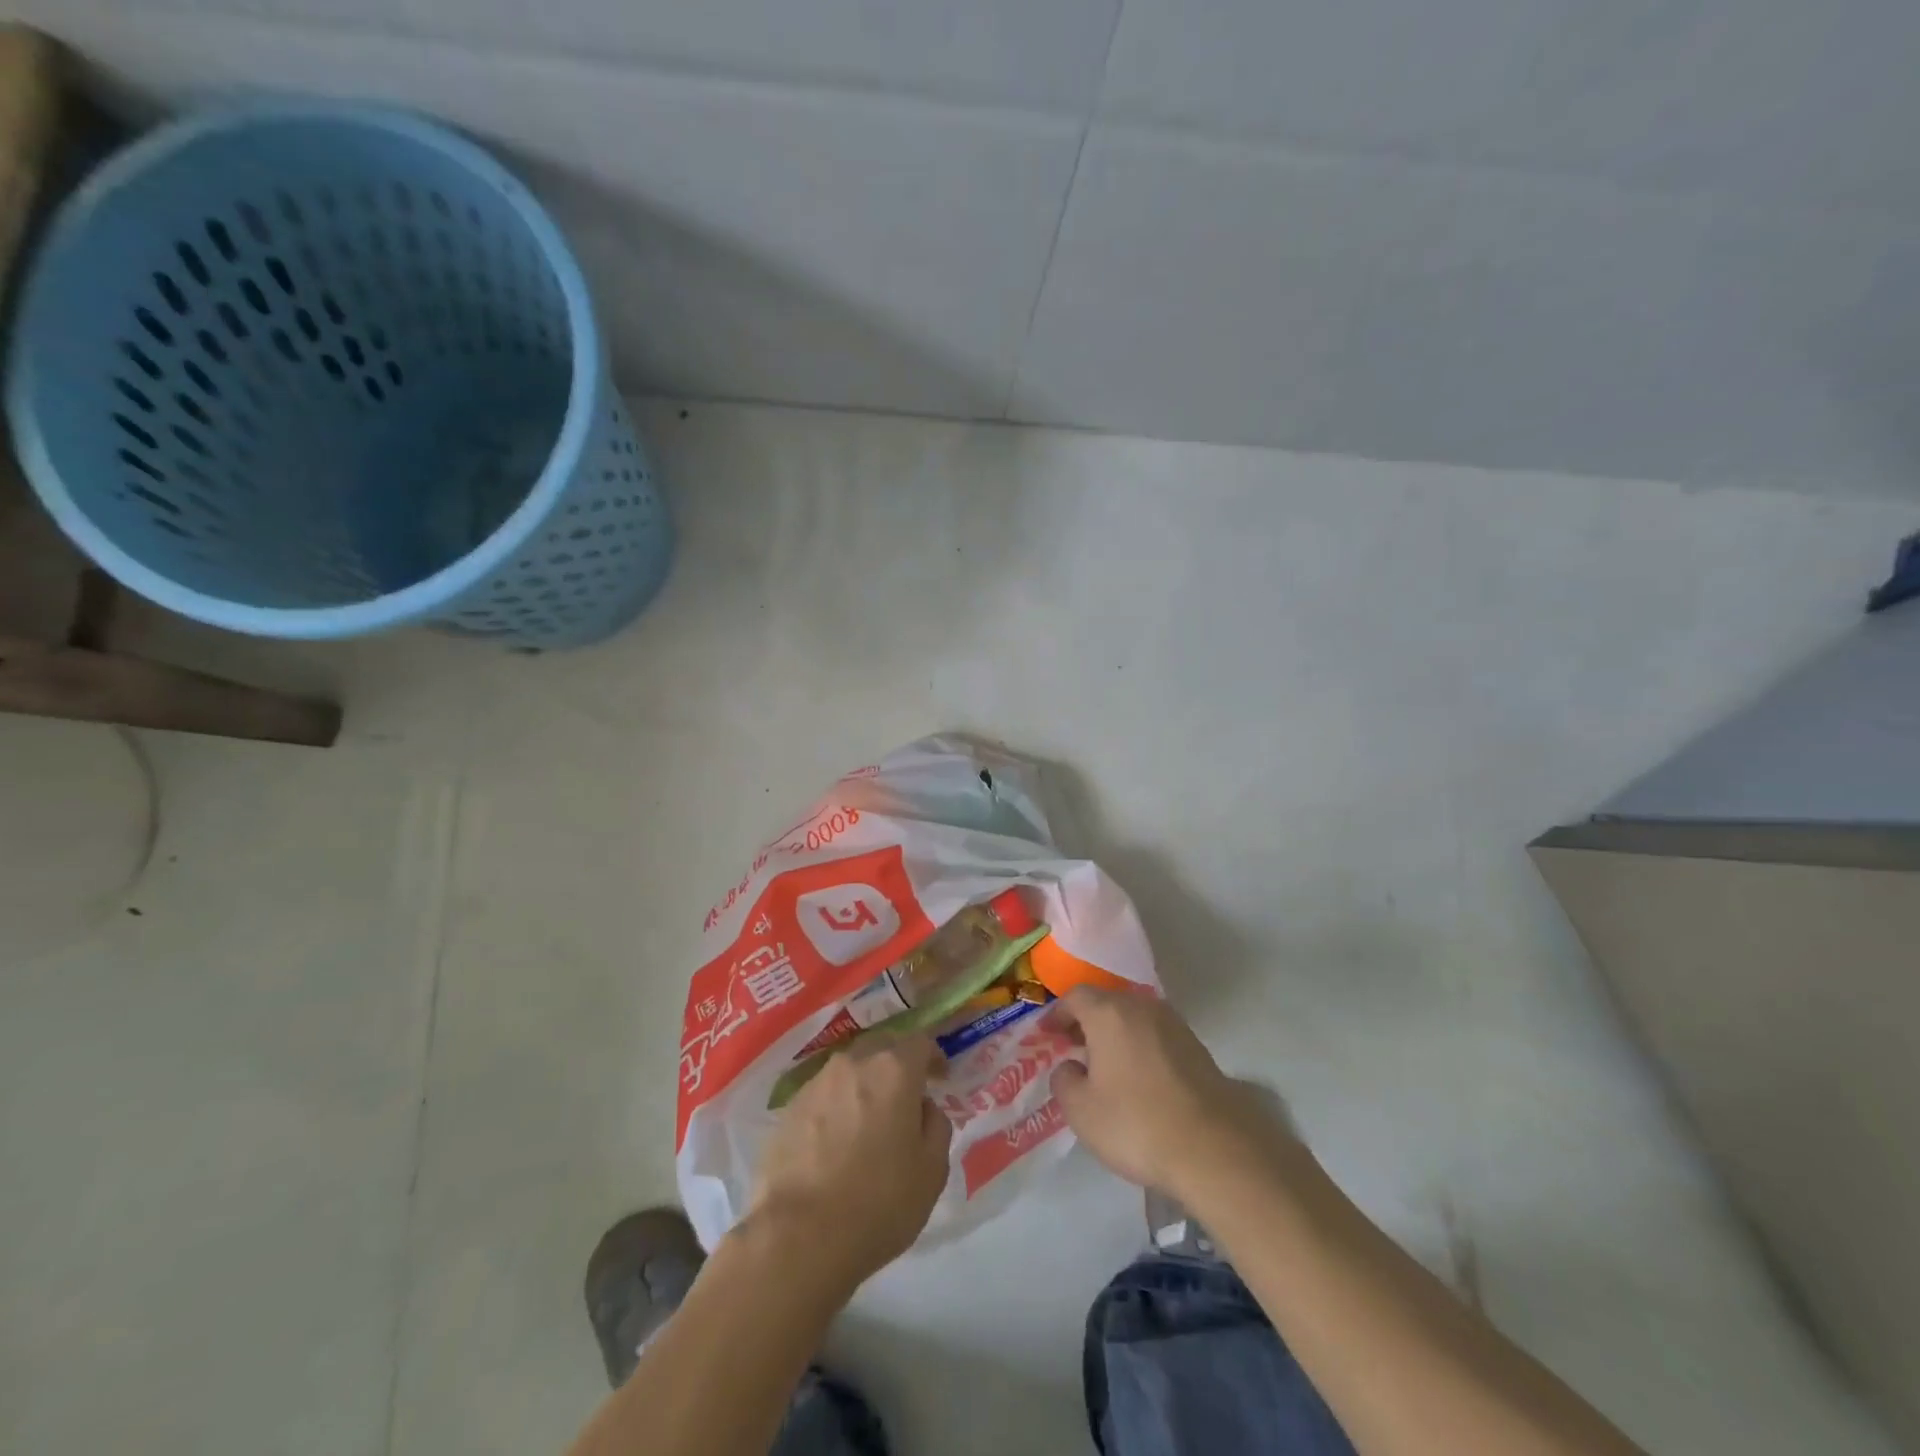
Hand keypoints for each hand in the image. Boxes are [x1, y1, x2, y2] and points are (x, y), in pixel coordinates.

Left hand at [747, 1035, 951, 1290]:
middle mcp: (854, 1063)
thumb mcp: (932, 1170)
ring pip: (850, 1069)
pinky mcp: (789, 1108)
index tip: (940, 1078)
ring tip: (870, 1119)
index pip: (920, 1042)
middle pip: (882, 1047)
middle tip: (906, 1095)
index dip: (933, 1057)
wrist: (798, 1236)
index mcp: (894, 1070)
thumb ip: (937, 1126)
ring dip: (865, 1084)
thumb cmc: (878, 1202)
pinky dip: (837, 1105)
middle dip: (898, 1063)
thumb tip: (923, 1108)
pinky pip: (824, 1094)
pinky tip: (837, 1139)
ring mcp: (817, 1083)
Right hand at [1047, 988, 1294, 1199]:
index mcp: (1109, 1012)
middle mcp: (1142, 1007)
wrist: (1214, 1149)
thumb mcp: (1081, 1111)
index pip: (1075, 997)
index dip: (1058, 1013)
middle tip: (1073, 1047)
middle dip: (1087, 1022)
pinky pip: (1155, 1036)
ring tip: (1105, 1065)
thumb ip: (1064, 1081)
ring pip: (1134, 1018)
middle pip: (1106, 1003)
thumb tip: (1071, 1067)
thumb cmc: (1136, 1123)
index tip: (1048, 1034)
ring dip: (1115, 1034)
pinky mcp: (1197, 1047)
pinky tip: (1137, 1078)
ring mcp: (1174, 1024)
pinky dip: (1140, 1047)